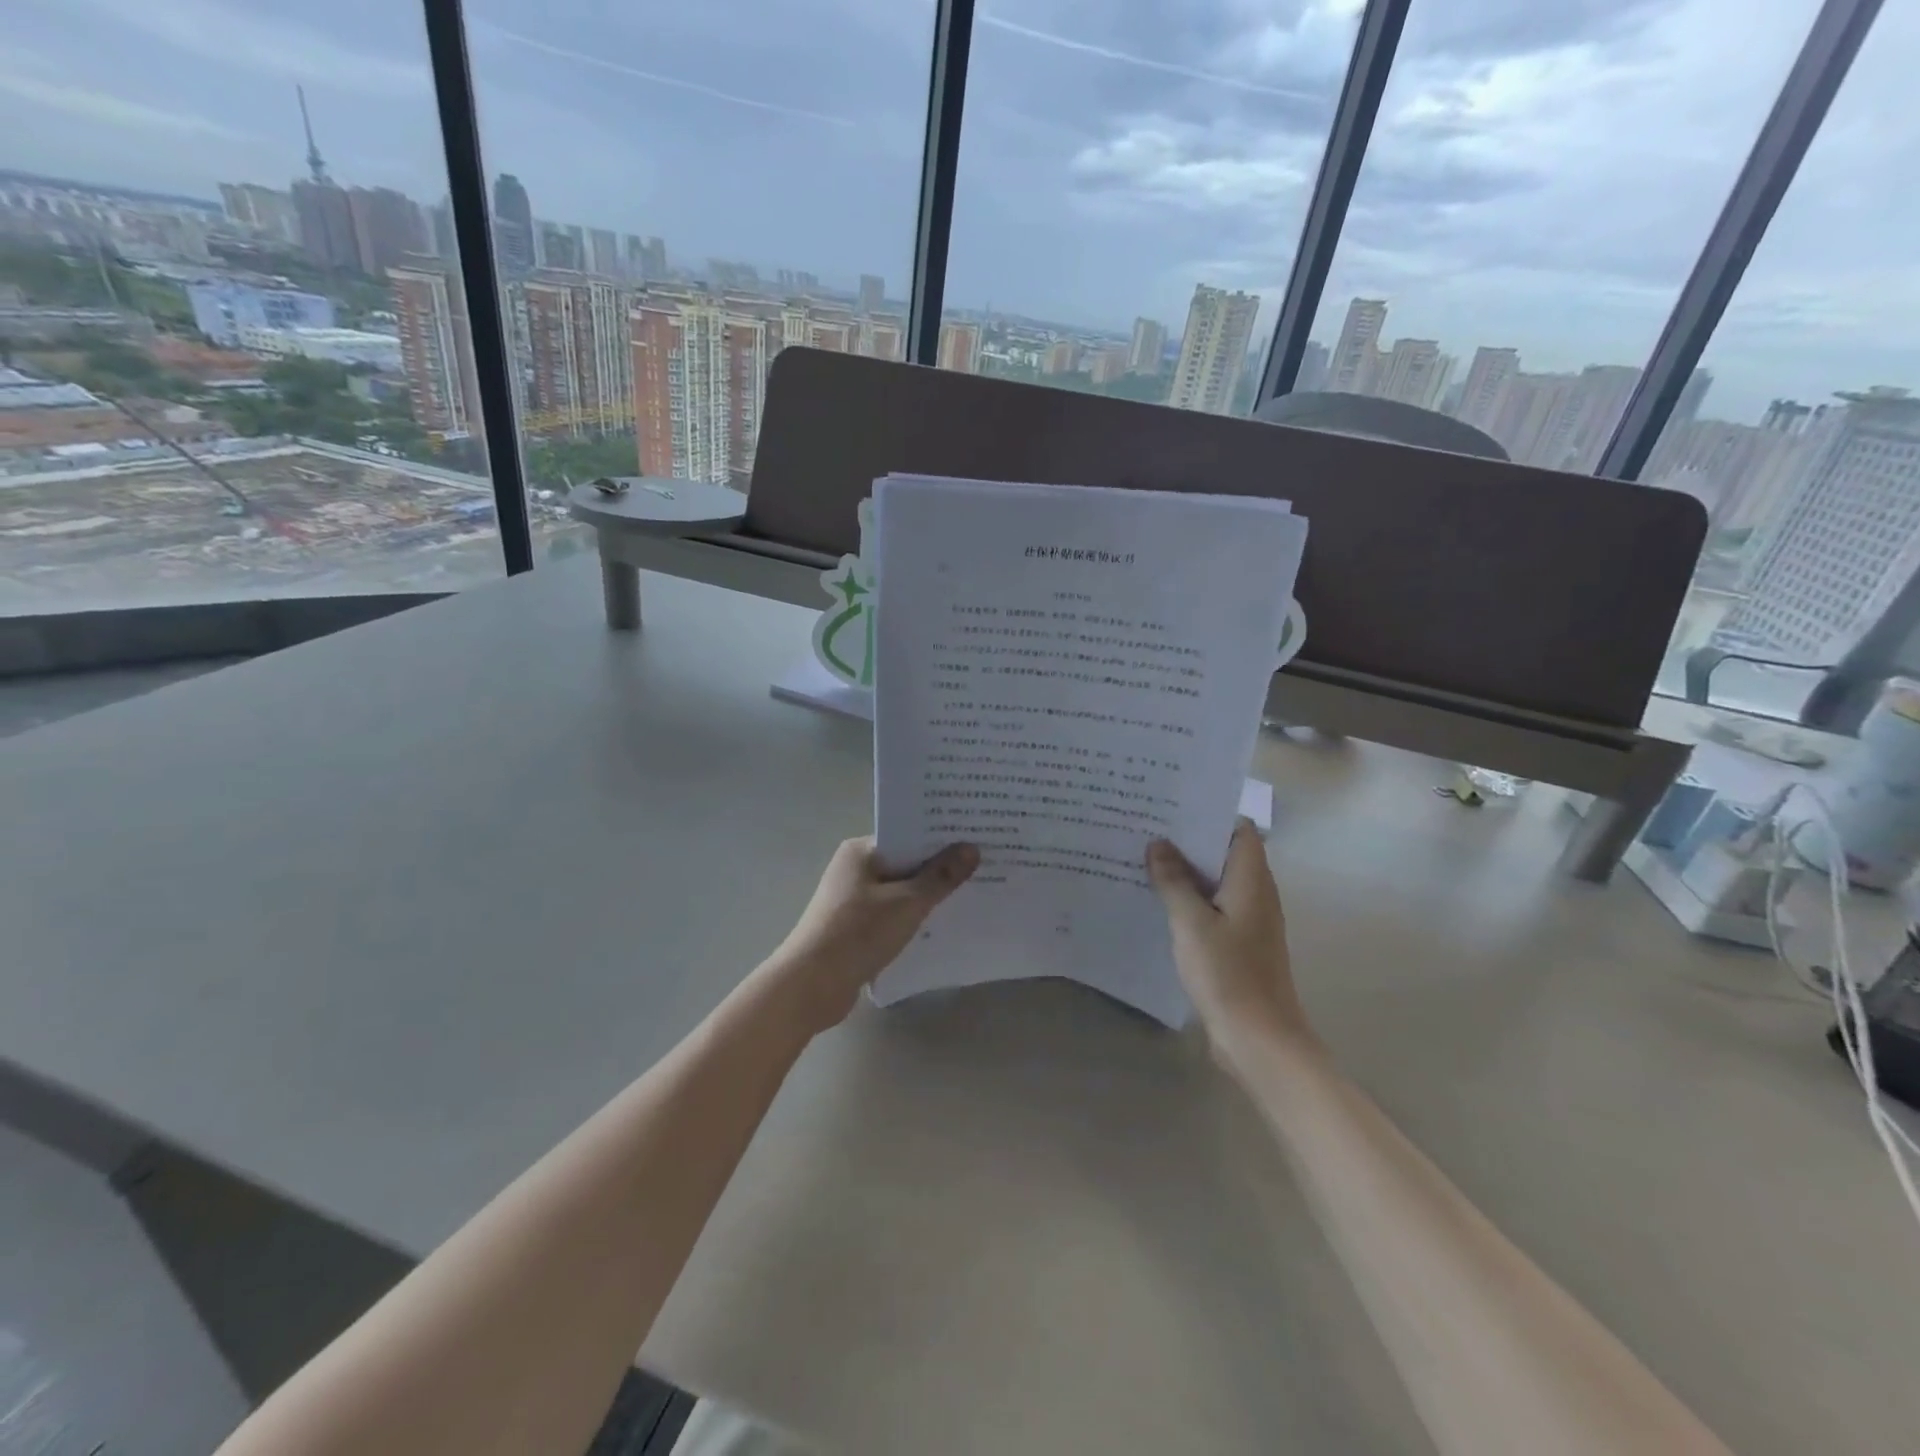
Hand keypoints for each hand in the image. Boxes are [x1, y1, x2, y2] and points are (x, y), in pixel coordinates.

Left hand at [762, 837, 978, 1034]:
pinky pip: (892, 914)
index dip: (942, 838)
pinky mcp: (854, 928)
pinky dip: (913, 918)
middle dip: (940, 868)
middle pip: (906, 862)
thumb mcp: (907, 903)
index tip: (977, 840)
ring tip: (971, 895)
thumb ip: (941, 876)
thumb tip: (971, 848)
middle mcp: (854, 869)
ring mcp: (852, 900)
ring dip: (928, 896)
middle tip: (983, 867)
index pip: (908, 835)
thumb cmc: (858, 933)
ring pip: (900, 891)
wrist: (811, 986)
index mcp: (861, 851)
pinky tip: (941, 926)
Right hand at [1147, 820, 1316, 1067]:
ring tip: (1144, 857)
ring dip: (1186, 871)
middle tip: (1146, 826)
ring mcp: (1248, 921)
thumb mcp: (1191, 922)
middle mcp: (1255, 894)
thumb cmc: (1228, 973)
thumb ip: (1174, 880)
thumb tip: (1159, 844)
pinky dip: (1189, 899)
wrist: (1258, 1040)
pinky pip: (1212, 909)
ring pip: (1216, 883)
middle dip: (1189, 840)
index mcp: (1251, 880)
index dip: (1210, 814)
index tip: (1172, 805)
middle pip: (1225, 854)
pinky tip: (1158, 901)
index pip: (1239, 830)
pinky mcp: (1238, 945)